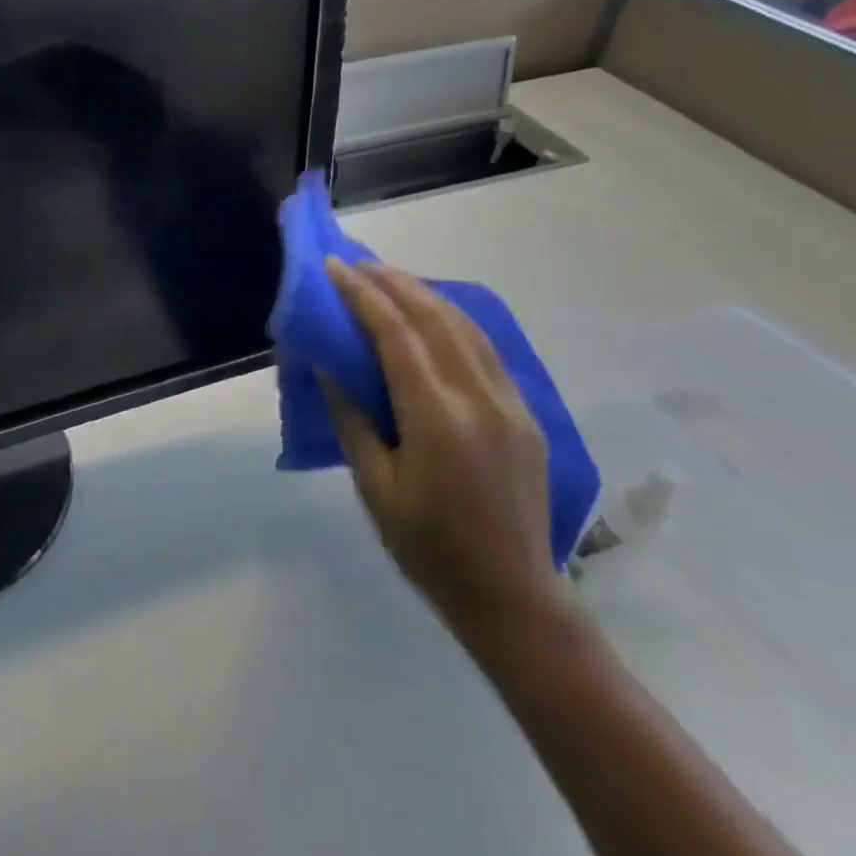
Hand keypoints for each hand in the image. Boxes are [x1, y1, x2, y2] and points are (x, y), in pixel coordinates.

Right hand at [323, 258, 561, 640]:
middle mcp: (479, 398)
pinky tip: (434, 314)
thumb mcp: (375, 488)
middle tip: (357, 262)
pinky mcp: (524, 414)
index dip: (363, 296)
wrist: (510, 593)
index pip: (396, 336)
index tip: (335, 268)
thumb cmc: (427, 547)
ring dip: (425, 294)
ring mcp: (509, 403)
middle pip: (434, 318)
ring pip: (466, 327)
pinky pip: (486, 350)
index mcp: (438, 418)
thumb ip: (353, 421)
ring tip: (390, 278)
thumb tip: (330, 368)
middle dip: (393, 282)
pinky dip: (453, 320)